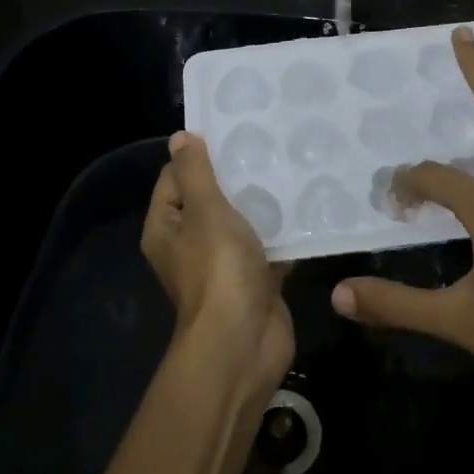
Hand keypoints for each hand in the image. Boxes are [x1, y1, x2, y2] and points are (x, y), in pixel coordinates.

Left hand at [142, 131, 293, 403]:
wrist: (244, 341)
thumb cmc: (217, 268)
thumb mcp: (204, 210)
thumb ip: (195, 172)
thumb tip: (180, 138)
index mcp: (167, 227)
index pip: (175, 178)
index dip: (197, 156)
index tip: (230, 132)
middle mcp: (189, 245)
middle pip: (210, 200)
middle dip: (236, 177)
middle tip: (267, 145)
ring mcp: (223, 265)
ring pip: (241, 223)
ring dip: (262, 204)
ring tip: (289, 168)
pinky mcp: (254, 281)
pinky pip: (267, 248)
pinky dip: (283, 233)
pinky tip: (306, 207)